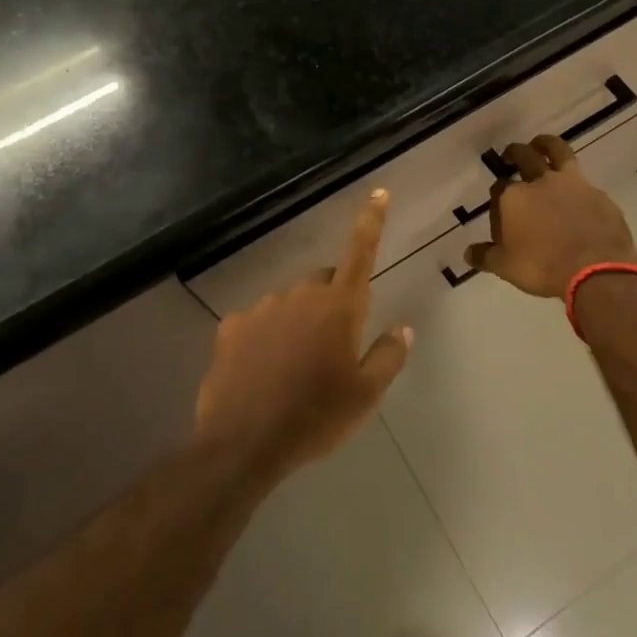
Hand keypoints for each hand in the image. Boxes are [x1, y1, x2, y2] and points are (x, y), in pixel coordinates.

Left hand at [194, 190, 412, 482]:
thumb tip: (403, 328)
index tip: (378, 192)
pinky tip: (262, 373)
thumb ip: (388, 356)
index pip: (360, 252)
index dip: (371, 221)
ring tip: (293, 371)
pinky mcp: (232, 325)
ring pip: (290, 304)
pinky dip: (265, 337)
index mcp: (338, 307)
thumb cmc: (315, 418)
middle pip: (324, 283)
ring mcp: (263, 307)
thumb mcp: (365, 396)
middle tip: (332, 348)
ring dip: (297, 323)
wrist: (244, 444)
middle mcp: (301, 295)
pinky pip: (258, 322)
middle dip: (332, 303)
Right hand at [465, 135, 636, 296]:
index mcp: (514, 197)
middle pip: (524, 156)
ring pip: (558, 152)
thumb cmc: (542, 268)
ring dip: (546, 144)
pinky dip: (577, 183)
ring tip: (541, 144)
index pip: (499, 187)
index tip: (500, 208)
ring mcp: (573, 184)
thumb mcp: (506, 267)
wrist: (595, 270)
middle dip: (514, 153)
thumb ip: (486, 256)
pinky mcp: (599, 195)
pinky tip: (577, 194)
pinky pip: (584, 182)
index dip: (498, 196)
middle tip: (511, 155)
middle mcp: (540, 182)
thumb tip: (469, 254)